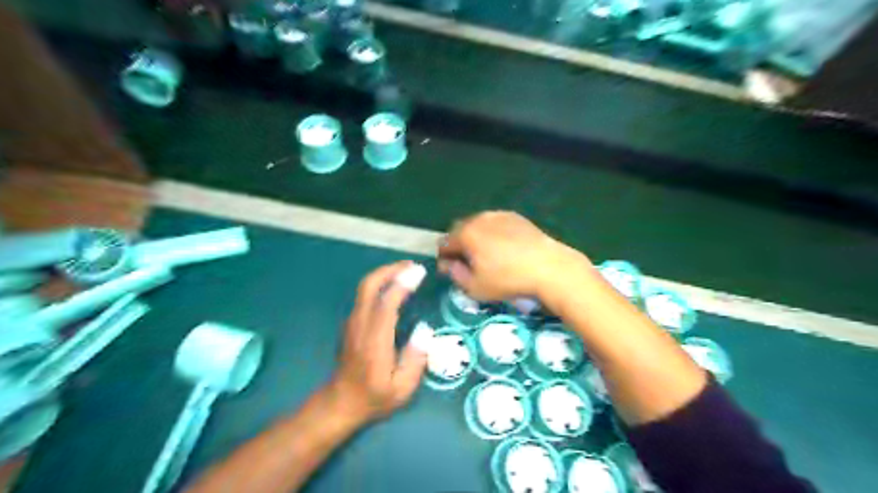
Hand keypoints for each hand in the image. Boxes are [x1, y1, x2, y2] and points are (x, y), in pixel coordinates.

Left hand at [325, 260, 429, 425]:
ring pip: (364, 288)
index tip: (419, 272)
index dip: (402, 283)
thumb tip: (425, 329)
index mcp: (375, 340)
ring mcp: (353, 322)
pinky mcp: (351, 323)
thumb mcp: (402, 388)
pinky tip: (394, 287)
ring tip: (406, 271)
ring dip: (385, 274)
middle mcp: (360, 325)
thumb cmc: (374, 397)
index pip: (386, 302)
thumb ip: (416, 359)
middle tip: (412, 266)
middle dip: (390, 270)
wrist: (341, 402)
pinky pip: (364, 295)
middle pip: (369, 286)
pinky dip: (380, 284)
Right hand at [436, 210, 588, 299]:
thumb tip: (448, 264)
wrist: (548, 267)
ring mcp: (498, 215)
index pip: (444, 244)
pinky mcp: (515, 216)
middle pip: (459, 230)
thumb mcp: (475, 287)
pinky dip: (492, 233)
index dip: (444, 258)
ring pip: (477, 225)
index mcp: (465, 234)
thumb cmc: (508, 279)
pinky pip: (495, 223)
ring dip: (475, 237)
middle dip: (459, 245)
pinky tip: (504, 247)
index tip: (452, 271)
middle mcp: (478, 219)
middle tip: (468, 263)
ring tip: (487, 254)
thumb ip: (455, 274)